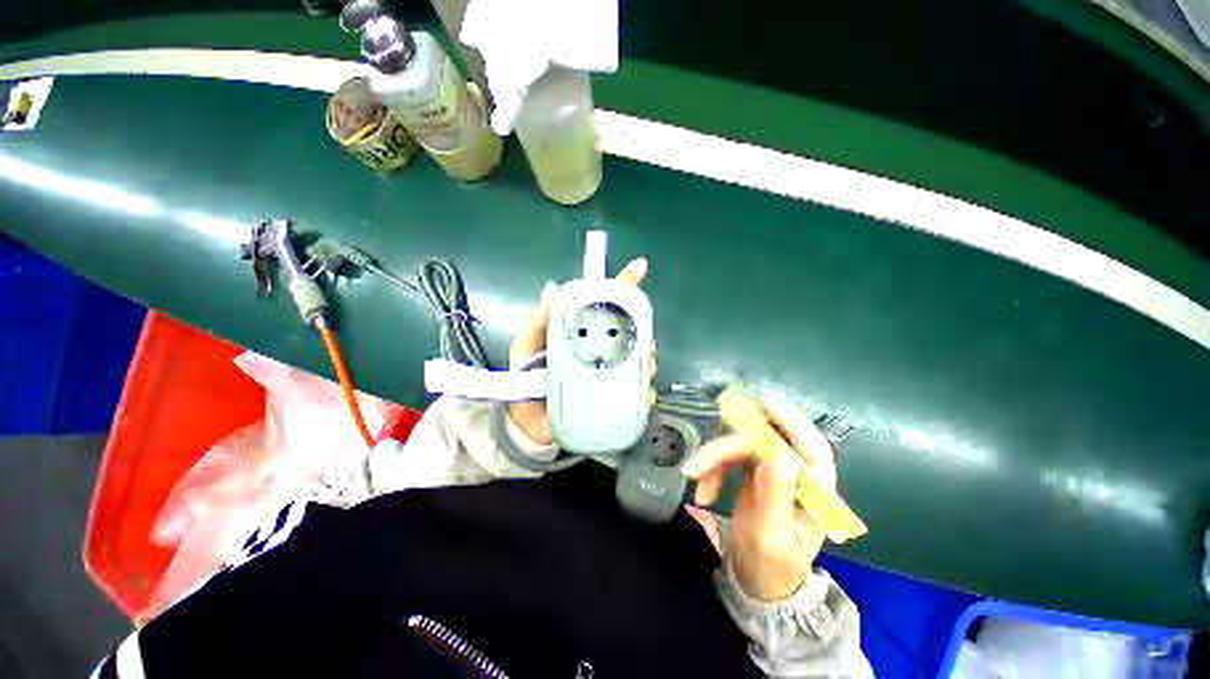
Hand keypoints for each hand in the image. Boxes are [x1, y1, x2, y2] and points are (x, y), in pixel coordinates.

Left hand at [506, 258, 648, 444]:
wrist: (525, 422)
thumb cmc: (524, 376)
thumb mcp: (525, 344)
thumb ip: (536, 321)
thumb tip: (552, 292)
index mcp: (581, 330)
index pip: (604, 302)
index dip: (622, 284)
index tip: (639, 268)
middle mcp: (598, 347)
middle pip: (631, 330)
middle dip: (643, 332)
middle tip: (645, 342)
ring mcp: (606, 372)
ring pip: (638, 359)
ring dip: (647, 360)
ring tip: (644, 367)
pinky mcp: (610, 398)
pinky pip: (635, 393)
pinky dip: (644, 393)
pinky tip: (643, 395)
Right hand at [681, 395, 837, 600]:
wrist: (757, 580)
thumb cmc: (773, 567)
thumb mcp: (772, 539)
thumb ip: (774, 498)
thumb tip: (772, 455)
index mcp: (815, 491)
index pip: (811, 448)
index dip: (791, 421)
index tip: (765, 403)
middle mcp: (795, 472)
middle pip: (763, 442)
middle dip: (727, 449)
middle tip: (697, 465)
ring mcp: (772, 468)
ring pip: (740, 445)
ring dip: (714, 460)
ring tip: (694, 483)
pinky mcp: (752, 469)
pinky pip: (728, 456)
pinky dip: (712, 469)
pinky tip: (702, 492)